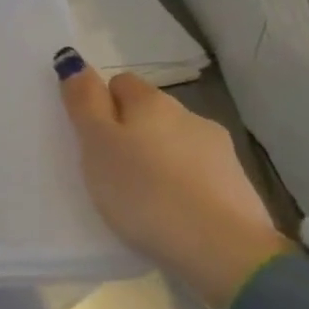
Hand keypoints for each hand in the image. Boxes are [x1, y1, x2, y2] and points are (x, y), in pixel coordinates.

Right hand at [54, 49, 288, 308]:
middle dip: (128, 130)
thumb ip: (84, 101)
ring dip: (155, 157)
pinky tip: (167, 209)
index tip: (87, 136)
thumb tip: (73, 59)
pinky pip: (193, 173)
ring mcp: (217, 151)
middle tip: (105, 166)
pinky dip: (178, 183)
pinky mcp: (235, 185)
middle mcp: (188, 116)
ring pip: (173, 142)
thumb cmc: (143, 191)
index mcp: (152, 102)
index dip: (100, 104)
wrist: (221, 249)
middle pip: (148, 112)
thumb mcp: (97, 144)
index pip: (119, 83)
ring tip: (137, 193)